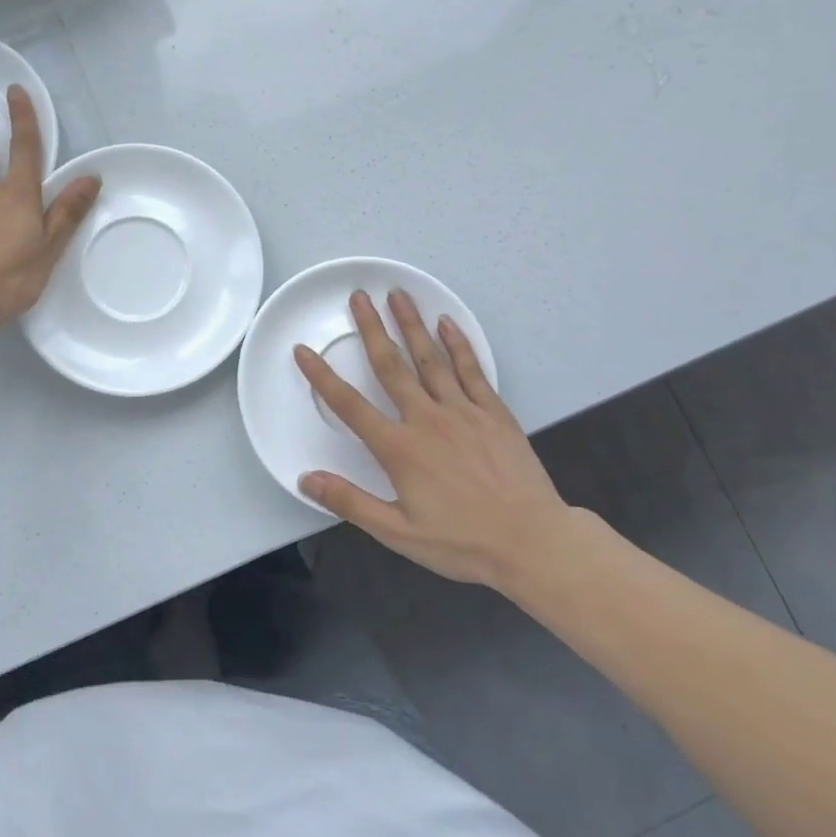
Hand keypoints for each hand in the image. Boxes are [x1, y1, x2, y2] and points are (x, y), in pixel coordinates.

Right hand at [294, 290, 572, 594]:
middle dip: (371, 328)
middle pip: (391, 365)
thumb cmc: (462, 541)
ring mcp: (462, 411)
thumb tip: (306, 480)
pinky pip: (472, 370)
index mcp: (399, 448)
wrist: (532, 542)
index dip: (322, 376)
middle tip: (358, 297)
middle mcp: (426, 419)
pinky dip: (458, 344)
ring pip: (430, 358)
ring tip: (396, 294)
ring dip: (411, 324)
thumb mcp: (398, 532)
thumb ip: (350, 502)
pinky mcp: (493, 412)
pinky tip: (446, 323)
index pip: (349, 405)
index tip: (303, 351)